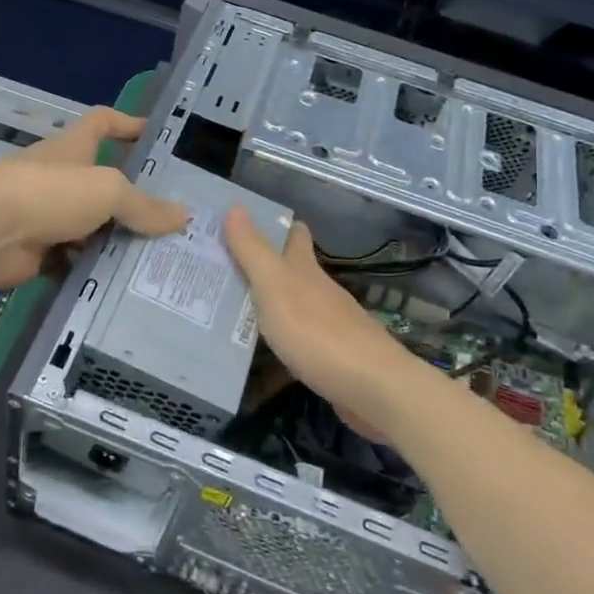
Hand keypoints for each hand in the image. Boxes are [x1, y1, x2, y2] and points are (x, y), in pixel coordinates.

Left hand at [0, 107, 187, 289]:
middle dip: (131, 200)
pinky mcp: (35, 252)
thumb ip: (144, 206)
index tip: (153, 134)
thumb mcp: (107, 191)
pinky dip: (90, 272)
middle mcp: (59, 178)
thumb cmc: (49, 193)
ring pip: (88, 227)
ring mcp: (44, 215)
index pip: (102, 122)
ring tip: (155, 258)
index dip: (126, 123)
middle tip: (170, 220)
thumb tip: (183, 217)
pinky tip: (120, 285)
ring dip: (113, 241)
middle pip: (100, 182)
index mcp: (73, 149)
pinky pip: (71, 261)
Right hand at [223, 208, 425, 435]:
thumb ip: (253, 250)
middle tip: (220, 267)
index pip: (294, 233)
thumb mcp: (275, 286)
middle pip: (290, 269)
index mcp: (304, 268)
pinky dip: (276, 341)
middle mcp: (318, 290)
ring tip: (225, 309)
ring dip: (265, 304)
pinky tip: (257, 354)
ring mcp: (327, 325)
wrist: (372, 388)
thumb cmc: (317, 331)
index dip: (272, 225)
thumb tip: (236, 205)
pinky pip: (295, 341)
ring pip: (291, 305)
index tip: (240, 223)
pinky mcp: (330, 357)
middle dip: (260, 265)